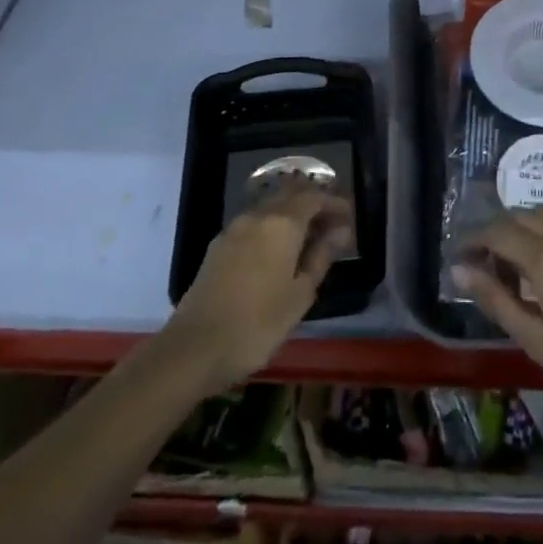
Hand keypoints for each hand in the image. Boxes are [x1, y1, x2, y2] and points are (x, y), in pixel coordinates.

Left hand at [165, 184, 354, 394]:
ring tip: (308, 240)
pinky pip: (254, 223)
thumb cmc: (257, 324)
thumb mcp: (300, 294)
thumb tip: (340, 230)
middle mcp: (257, 215)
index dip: (334, 203)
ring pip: (270, 208)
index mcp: (282, 223)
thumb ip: (321, 256)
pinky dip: (272, 227)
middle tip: (332, 226)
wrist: (193, 348)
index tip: (349, 218)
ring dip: (292, 215)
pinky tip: (278, 251)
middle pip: (290, 195)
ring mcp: (234, 228)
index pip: (314, 197)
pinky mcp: (218, 245)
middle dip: (313, 204)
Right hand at [453, 208, 542, 438]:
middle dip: (495, 233)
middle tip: (483, 264)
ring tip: (514, 262)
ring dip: (522, 228)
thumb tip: (460, 271)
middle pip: (519, 216)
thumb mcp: (540, 342)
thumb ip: (498, 301)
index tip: (458, 257)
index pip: (497, 232)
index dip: (472, 240)